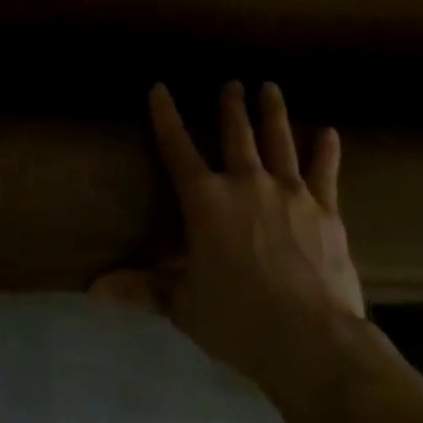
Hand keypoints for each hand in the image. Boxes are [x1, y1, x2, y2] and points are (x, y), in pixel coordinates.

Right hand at [97, 81, 364, 388]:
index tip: (159, 88)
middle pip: (236, 134)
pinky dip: (326, 150)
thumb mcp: (183, 305)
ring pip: (279, 141)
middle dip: (231, 105)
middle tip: (232, 83)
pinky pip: (324, 171)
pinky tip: (329, 133)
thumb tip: (93, 289)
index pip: (176, 148)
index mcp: (204, 201)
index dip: (165, 116)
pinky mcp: (326, 210)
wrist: (312, 340)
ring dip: (272, 112)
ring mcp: (290, 193)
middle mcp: (245, 184)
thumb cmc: (238, 319)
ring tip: (270, 87)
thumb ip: (143, 288)